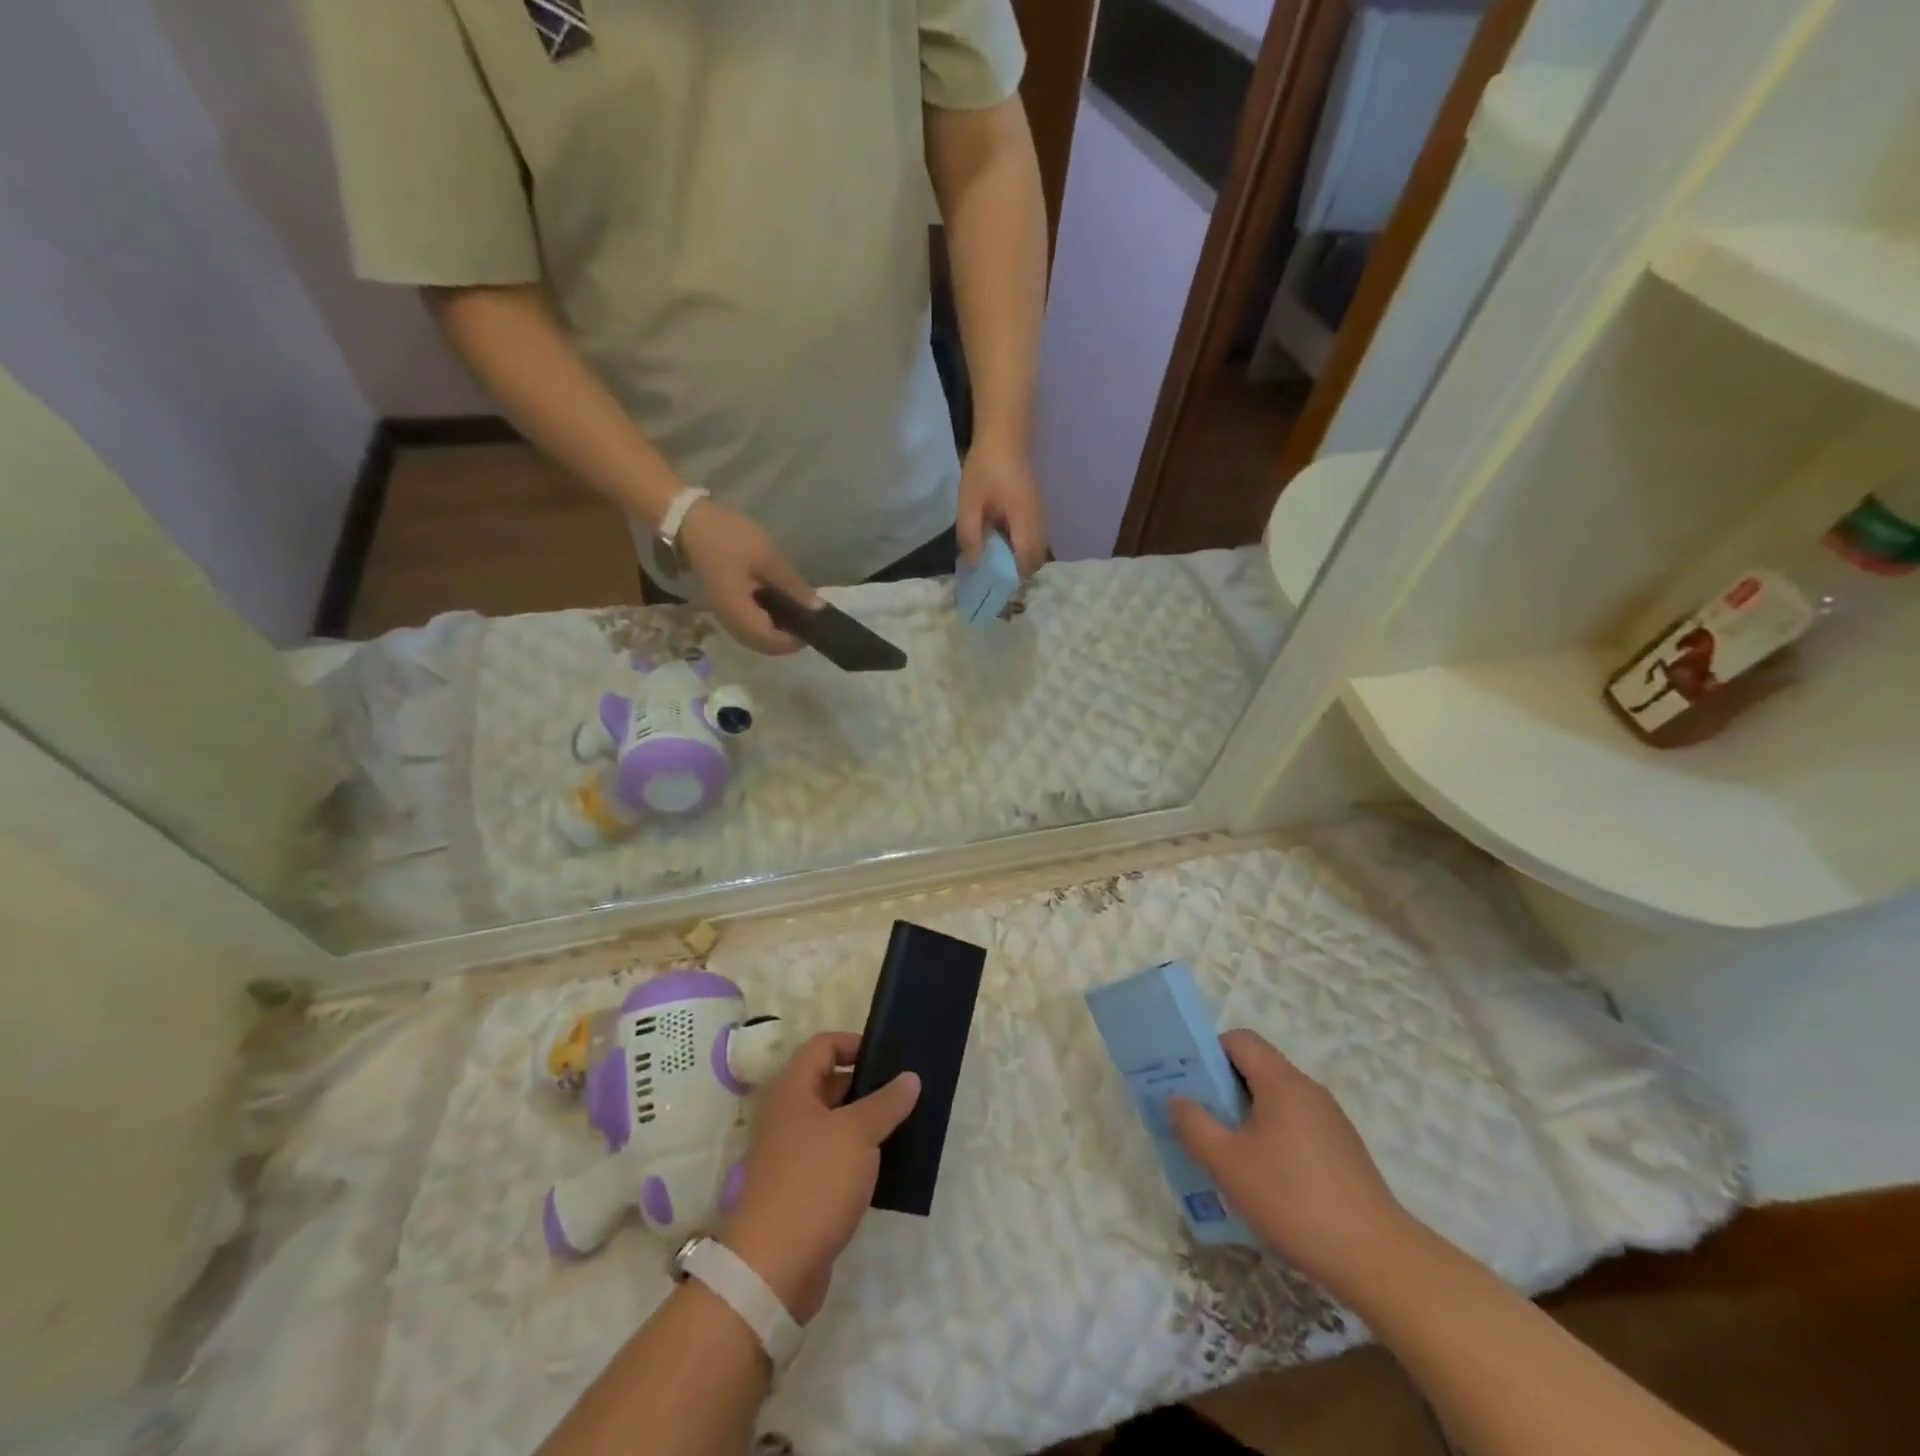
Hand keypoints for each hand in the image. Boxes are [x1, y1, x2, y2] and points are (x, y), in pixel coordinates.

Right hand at [678, 498, 818, 655]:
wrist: (687, 522)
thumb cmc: (728, 537)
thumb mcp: (767, 558)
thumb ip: (792, 586)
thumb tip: (818, 610)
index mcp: (738, 612)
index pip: (770, 642)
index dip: (793, 641)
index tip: (812, 626)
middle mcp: (729, 621)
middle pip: (762, 645)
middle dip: (785, 639)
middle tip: (806, 619)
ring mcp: (723, 615)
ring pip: (753, 638)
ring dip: (774, 632)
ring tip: (795, 611)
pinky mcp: (722, 606)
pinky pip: (746, 626)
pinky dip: (763, 622)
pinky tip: (776, 604)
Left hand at [721, 1033, 920, 1323]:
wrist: (772, 1268)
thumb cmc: (814, 1182)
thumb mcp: (857, 1133)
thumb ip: (886, 1102)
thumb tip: (910, 1077)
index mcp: (792, 1090)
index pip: (823, 1046)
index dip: (854, 1043)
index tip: (889, 1059)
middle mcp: (788, 1116)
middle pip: (829, 1083)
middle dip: (867, 1085)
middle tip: (905, 1093)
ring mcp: (792, 1154)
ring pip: (834, 1124)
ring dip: (865, 1124)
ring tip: (904, 1126)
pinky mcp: (801, 1190)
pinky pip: (833, 1158)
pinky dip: (858, 1157)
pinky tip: (887, 1166)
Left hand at [956, 438, 1047, 578]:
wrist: (1003, 436)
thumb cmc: (984, 468)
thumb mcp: (969, 503)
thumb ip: (970, 535)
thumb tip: (975, 564)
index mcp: (1024, 520)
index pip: (1026, 559)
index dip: (1013, 576)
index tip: (995, 586)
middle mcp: (1038, 521)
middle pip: (1036, 559)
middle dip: (1018, 572)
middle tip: (994, 578)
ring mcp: (1039, 516)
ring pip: (1036, 550)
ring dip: (1019, 560)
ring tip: (995, 564)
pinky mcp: (1035, 511)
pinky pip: (1032, 538)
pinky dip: (1020, 548)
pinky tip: (1000, 545)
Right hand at [1169, 1031, 1415, 1301]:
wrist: (1377, 1260)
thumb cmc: (1294, 1201)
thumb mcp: (1228, 1164)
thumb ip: (1194, 1125)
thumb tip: (1176, 1098)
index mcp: (1281, 1082)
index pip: (1239, 1040)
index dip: (1209, 1052)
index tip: (1190, 1083)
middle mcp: (1308, 1090)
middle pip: (1257, 1068)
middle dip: (1222, 1088)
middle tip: (1199, 1120)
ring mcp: (1330, 1121)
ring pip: (1275, 1100)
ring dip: (1246, 1116)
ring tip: (1227, 1154)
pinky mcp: (1343, 1151)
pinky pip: (1295, 1126)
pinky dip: (1271, 1138)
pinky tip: (1265, 1181)